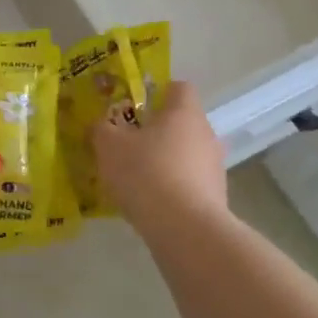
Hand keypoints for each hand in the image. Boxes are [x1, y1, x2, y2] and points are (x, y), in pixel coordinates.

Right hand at [92, 81, 228, 233]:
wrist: (184, 229)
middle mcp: (206, 133)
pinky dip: (173, 188)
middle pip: (182, 122)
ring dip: (166, 161)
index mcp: (184, 112)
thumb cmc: (146, 173)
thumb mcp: (109, 146)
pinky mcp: (217, 197)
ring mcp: (215, 167)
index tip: (136, 107)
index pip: (179, 87)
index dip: (158, 92)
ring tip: (137, 179)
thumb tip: (100, 124)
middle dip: (157, 131)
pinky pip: (190, 182)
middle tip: (129, 144)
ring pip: (186, 154)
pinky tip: (151, 203)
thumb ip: (102, 129)